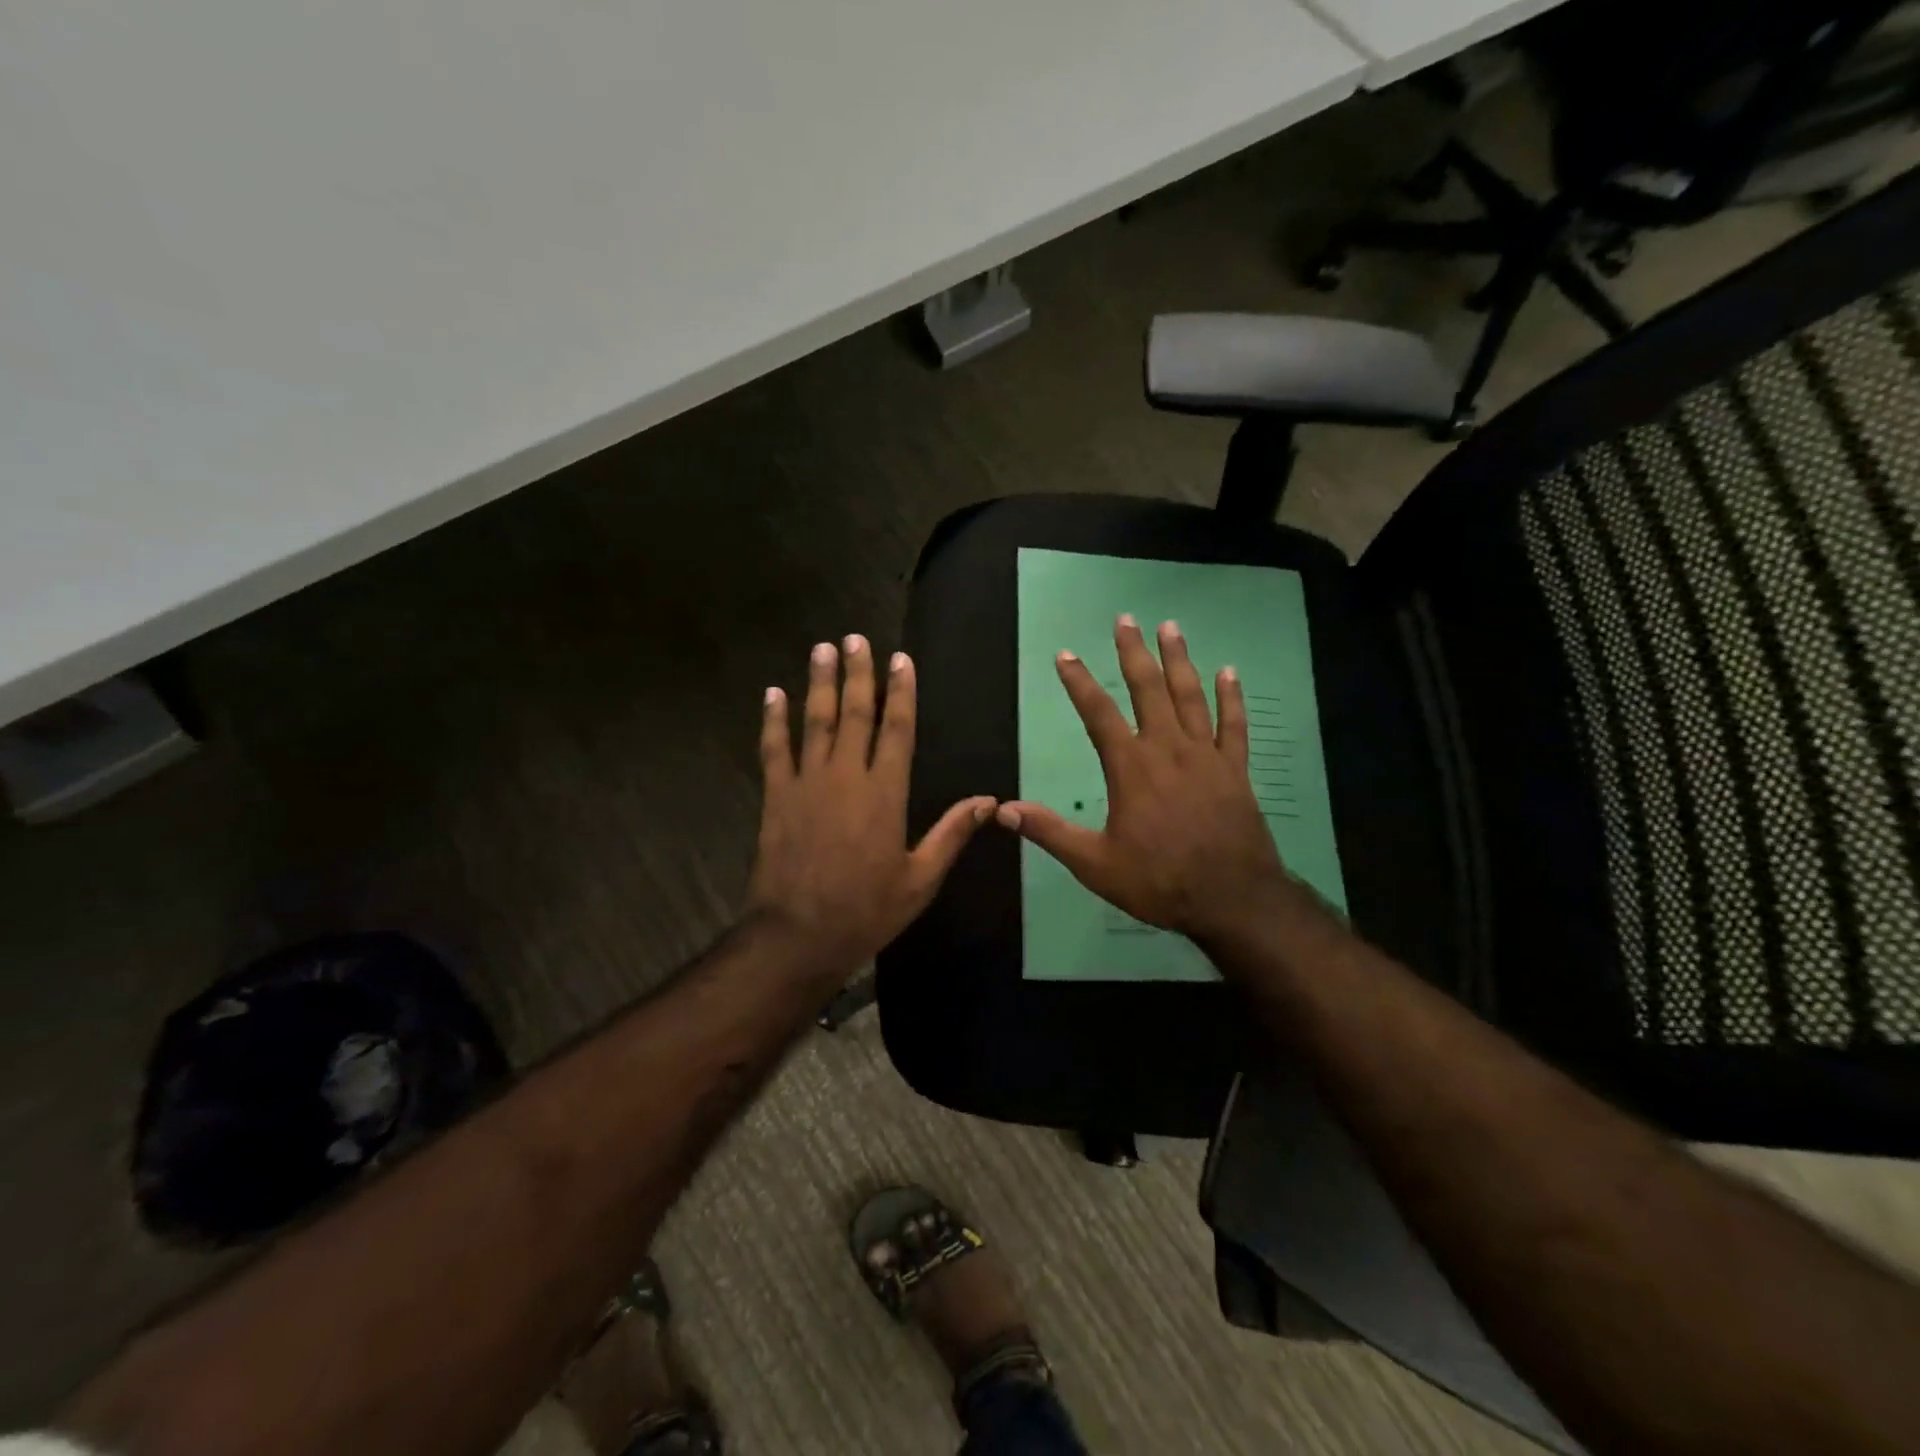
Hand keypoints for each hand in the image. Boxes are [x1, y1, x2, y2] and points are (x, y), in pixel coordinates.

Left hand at [747, 635, 995, 977]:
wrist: (799, 935)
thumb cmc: (867, 909)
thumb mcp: (920, 878)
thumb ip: (952, 833)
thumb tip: (988, 800)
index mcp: (885, 793)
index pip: (897, 729)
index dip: (901, 692)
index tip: (900, 659)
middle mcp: (846, 776)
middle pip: (855, 713)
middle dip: (858, 673)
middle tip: (855, 638)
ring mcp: (807, 783)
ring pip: (815, 721)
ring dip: (820, 683)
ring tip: (822, 649)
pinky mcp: (777, 797)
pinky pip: (774, 749)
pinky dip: (773, 720)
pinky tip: (773, 694)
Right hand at [996, 616, 1299, 947]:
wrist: (1232, 899)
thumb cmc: (1159, 881)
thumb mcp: (1095, 864)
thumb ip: (1050, 832)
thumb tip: (1003, 809)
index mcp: (1131, 768)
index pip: (1098, 713)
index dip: (1079, 682)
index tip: (1065, 654)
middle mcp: (1167, 749)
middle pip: (1148, 689)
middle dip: (1134, 652)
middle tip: (1126, 619)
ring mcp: (1206, 756)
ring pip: (1190, 696)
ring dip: (1179, 660)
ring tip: (1170, 627)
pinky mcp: (1235, 769)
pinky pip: (1233, 725)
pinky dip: (1231, 698)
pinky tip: (1230, 672)